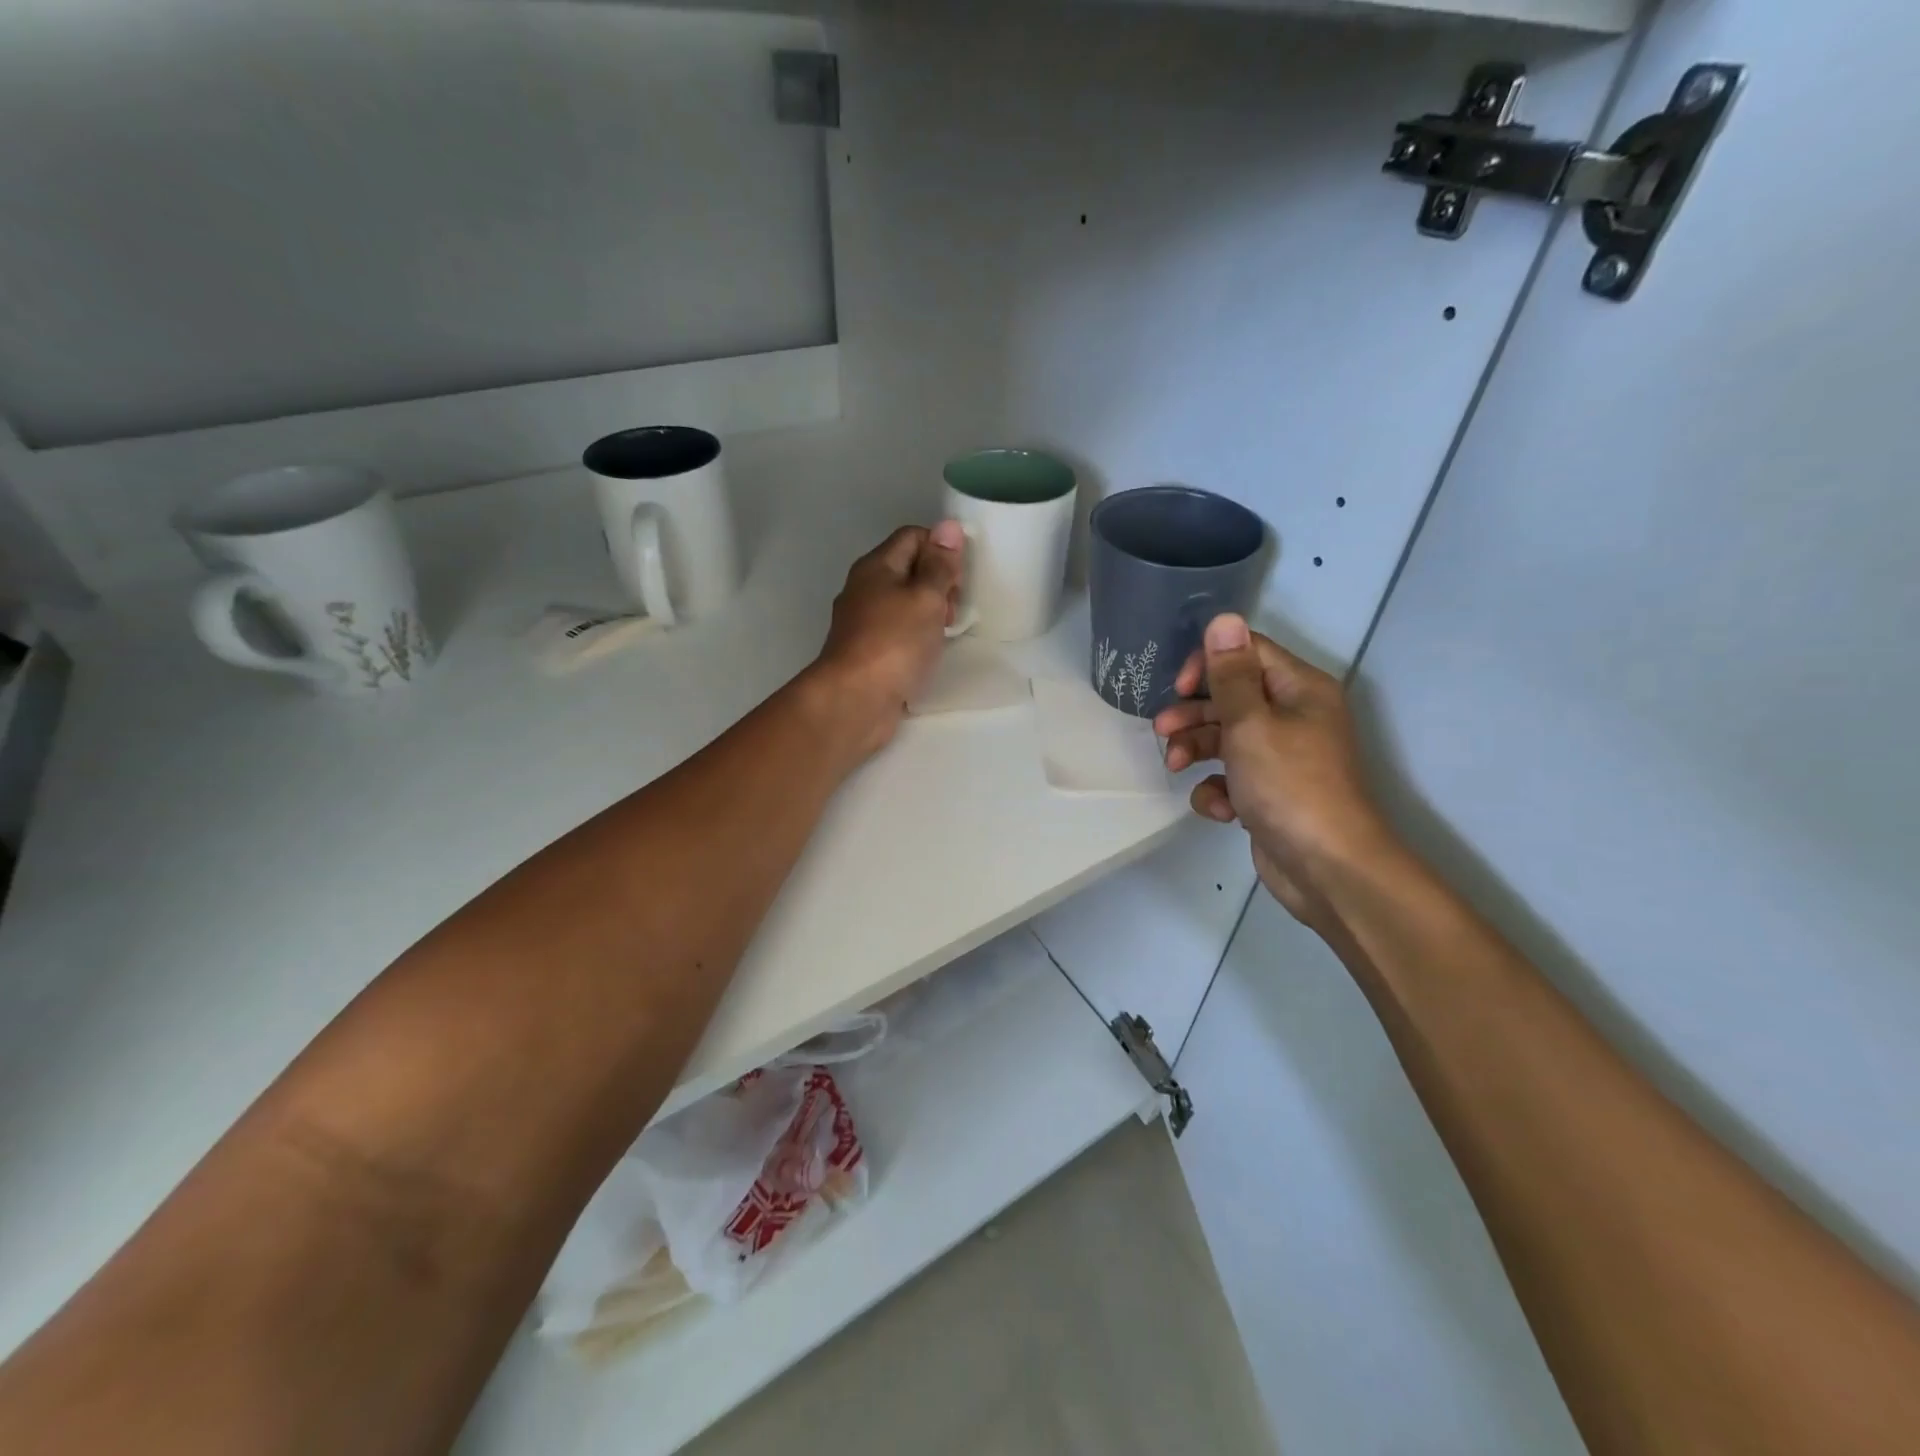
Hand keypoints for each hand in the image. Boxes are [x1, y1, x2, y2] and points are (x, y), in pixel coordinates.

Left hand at [810, 521, 964, 759]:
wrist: (855, 700)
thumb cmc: (894, 642)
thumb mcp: (926, 597)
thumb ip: (939, 564)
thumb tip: (948, 526)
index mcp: (876, 566)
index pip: (913, 537)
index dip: (941, 549)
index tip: (960, 579)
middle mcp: (864, 589)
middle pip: (908, 570)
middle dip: (938, 584)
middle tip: (953, 611)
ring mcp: (863, 623)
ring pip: (904, 603)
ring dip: (929, 614)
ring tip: (944, 634)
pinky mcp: (867, 652)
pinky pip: (898, 632)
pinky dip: (916, 637)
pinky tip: (928, 654)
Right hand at [1152, 614, 1395, 930]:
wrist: (1326, 868)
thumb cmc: (1289, 785)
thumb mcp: (1251, 723)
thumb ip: (1230, 674)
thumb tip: (1224, 618)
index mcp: (1299, 689)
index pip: (1247, 652)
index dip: (1208, 663)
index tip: (1180, 687)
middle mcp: (1293, 716)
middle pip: (1230, 697)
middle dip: (1193, 713)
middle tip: (1162, 730)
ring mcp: (1281, 757)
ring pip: (1224, 738)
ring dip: (1195, 749)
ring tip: (1175, 767)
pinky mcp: (1268, 793)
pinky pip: (1231, 777)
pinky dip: (1218, 789)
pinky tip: (1219, 808)